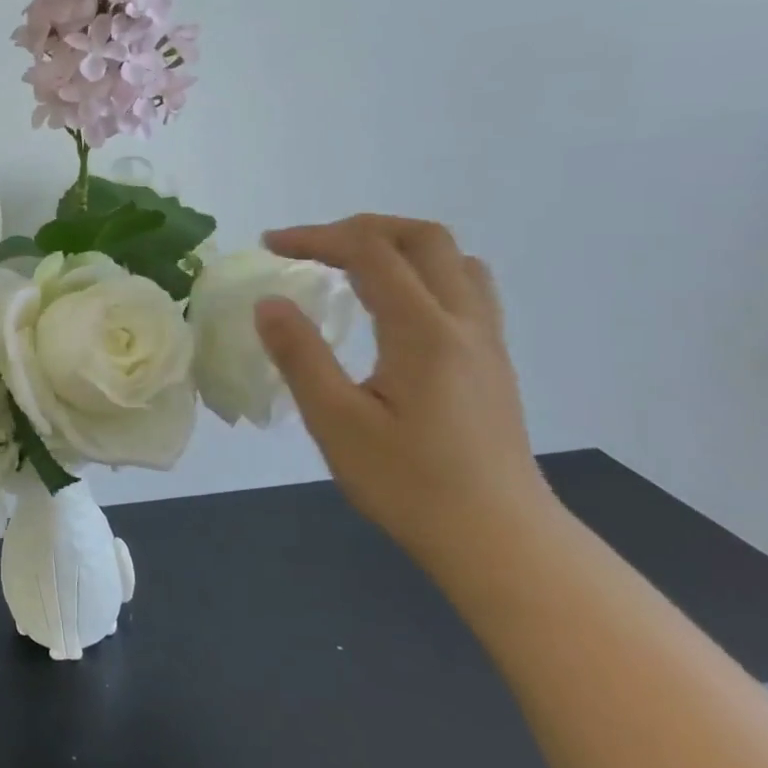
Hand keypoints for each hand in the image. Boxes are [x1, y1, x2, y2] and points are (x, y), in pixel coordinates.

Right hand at [255, 215, 553, 553]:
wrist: (497, 539)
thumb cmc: (408, 484)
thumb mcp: (336, 423)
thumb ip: (301, 356)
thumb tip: (269, 302)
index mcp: (423, 331)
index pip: (370, 252)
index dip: (317, 237)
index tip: (271, 245)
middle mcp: (463, 321)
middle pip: (423, 238)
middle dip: (361, 228)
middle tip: (312, 247)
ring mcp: (486, 340)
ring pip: (454, 259)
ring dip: (399, 245)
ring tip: (353, 266)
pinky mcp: (492, 362)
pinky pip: (465, 288)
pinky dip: (424, 273)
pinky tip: (395, 308)